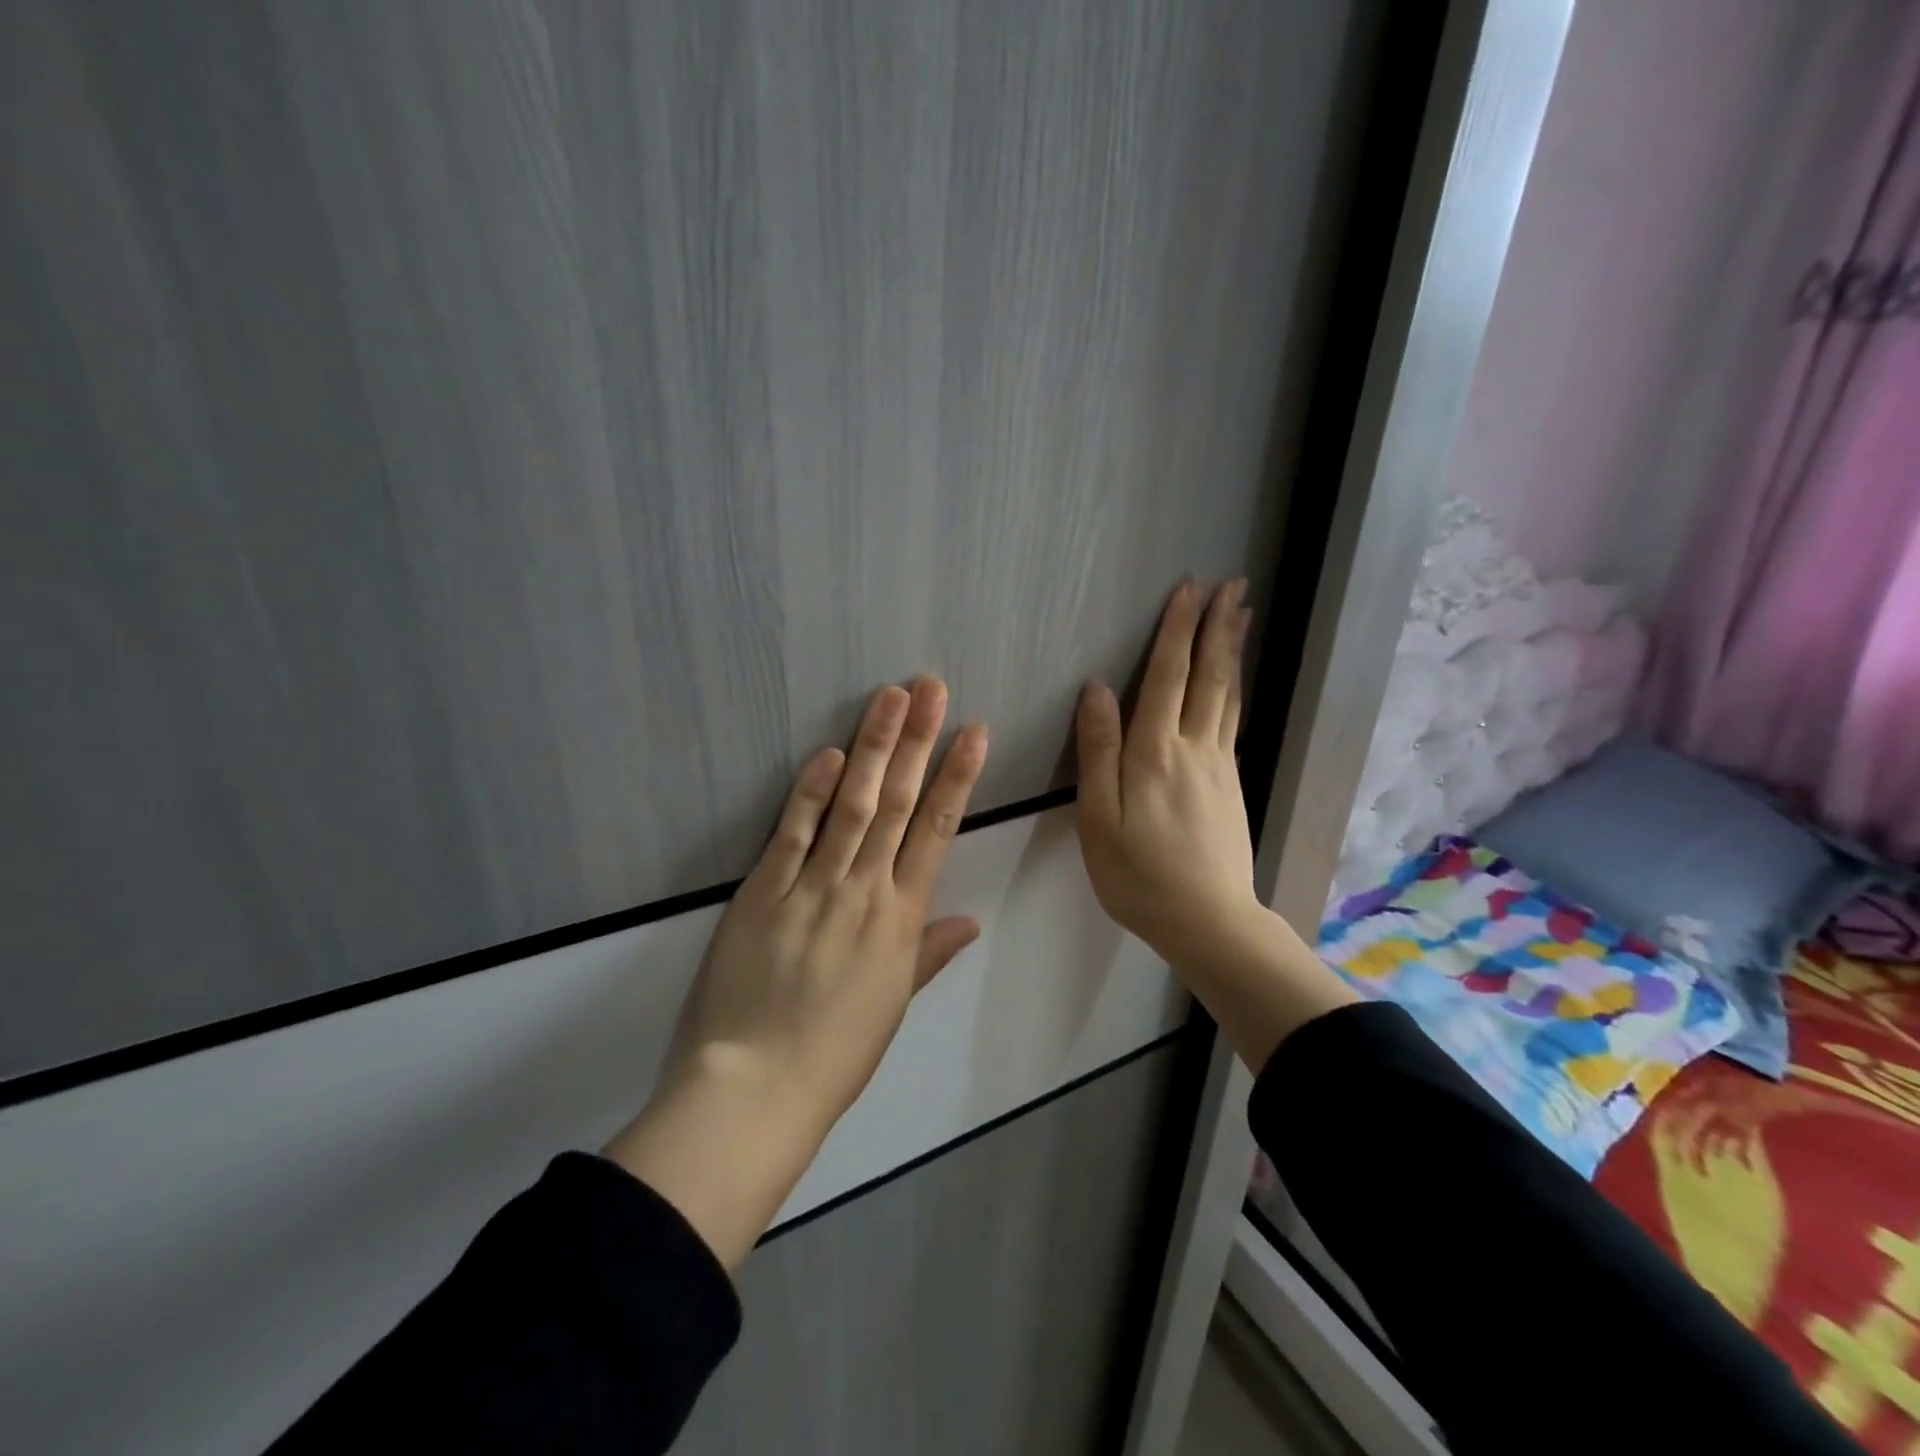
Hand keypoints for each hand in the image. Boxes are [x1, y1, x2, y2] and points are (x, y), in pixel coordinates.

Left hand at [605, 679, 987, 1267]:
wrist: (758, 1087)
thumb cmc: (835, 1053)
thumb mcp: (893, 1004)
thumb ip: (929, 953)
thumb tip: (970, 922)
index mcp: (901, 920)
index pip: (937, 832)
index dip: (957, 778)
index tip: (974, 733)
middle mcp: (864, 891)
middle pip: (896, 803)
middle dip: (917, 741)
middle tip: (931, 688)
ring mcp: (813, 887)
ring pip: (851, 805)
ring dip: (872, 748)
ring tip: (890, 698)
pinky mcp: (764, 891)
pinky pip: (792, 833)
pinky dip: (810, 791)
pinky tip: (828, 752)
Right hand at [1074, 579, 1259, 966]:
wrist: (1207, 920)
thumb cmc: (1138, 874)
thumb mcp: (1099, 817)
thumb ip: (1098, 751)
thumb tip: (1095, 690)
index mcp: (1154, 752)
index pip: (1166, 677)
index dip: (1175, 631)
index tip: (1188, 590)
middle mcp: (1193, 747)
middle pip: (1208, 676)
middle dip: (1217, 627)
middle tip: (1232, 585)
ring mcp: (1219, 765)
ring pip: (1228, 695)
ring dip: (1232, 650)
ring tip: (1241, 615)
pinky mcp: (1231, 784)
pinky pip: (1233, 720)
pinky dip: (1235, 688)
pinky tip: (1234, 682)